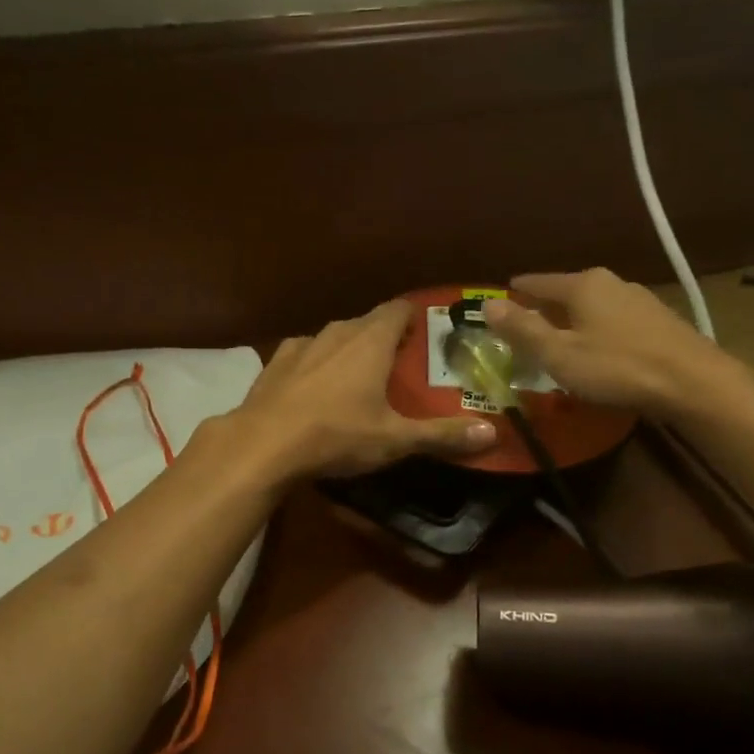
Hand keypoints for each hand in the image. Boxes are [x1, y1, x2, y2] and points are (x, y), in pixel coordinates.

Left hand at [228, 299, 497, 480]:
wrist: (262, 444)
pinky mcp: (275, 362)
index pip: (399, 309)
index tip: (427, 334)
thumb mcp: (394, 439)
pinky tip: (316, 387)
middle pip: (368, 322)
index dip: (414, 317)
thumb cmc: (336, 435)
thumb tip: (491, 433)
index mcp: (370, 340)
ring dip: (349, 350)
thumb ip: (442, 435)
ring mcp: (301, 345)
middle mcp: (337, 332)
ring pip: (335, 337)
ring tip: (359, 377)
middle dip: (385, 338)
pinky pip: (305, 353)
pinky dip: (317, 364)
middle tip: (399, 365)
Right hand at [481, 268, 737, 417]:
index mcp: (583, 285)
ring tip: (560, 338)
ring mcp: (640, 300)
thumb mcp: (559, 354)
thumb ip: (522, 330)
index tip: (502, 295)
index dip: (517, 291)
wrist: (695, 383)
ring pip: (593, 306)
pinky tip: (599, 349)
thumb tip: (486, 304)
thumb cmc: (617, 368)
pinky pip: (615, 320)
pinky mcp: (660, 321)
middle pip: (567, 291)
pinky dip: (598, 329)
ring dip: (574, 319)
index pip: (538, 282)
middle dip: (545, 306)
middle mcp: (611, 283)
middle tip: (525, 324)